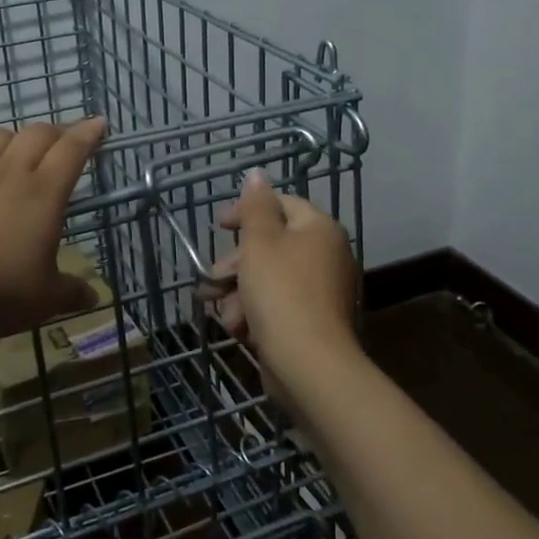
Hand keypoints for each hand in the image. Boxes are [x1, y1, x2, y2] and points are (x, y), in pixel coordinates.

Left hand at [0, 119, 107, 339]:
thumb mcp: (45, 300)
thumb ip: (71, 293)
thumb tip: (93, 298)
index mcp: (44, 193)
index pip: (72, 149)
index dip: (88, 133)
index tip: (98, 123)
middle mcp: (9, 172)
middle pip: (37, 134)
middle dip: (55, 133)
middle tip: (61, 145)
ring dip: (12, 139)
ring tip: (15, 153)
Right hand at [208, 170, 360, 377]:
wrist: (309, 364)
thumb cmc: (281, 292)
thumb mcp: (260, 241)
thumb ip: (255, 206)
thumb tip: (257, 174)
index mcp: (319, 229)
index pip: (281, 204)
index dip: (246, 211)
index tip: (219, 226)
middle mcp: (326, 255)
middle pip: (271, 246)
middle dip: (236, 264)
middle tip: (213, 277)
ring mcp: (321, 291)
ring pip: (268, 279)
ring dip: (239, 293)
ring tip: (222, 312)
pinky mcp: (311, 322)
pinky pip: (277, 306)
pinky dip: (255, 314)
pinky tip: (238, 329)